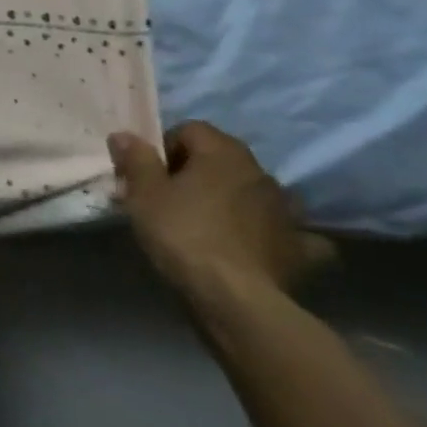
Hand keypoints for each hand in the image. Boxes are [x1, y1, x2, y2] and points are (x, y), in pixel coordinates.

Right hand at [108, 121, 333, 299]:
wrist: (234, 297)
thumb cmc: (182, 233)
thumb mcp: (143, 193)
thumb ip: (136, 159)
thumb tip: (125, 135)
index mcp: (224, 154)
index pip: (191, 129)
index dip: (165, 147)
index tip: (149, 174)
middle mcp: (261, 174)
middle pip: (223, 158)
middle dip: (198, 171)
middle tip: (170, 197)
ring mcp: (288, 212)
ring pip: (256, 192)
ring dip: (237, 198)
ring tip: (211, 222)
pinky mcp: (301, 249)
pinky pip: (293, 233)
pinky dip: (279, 234)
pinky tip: (264, 244)